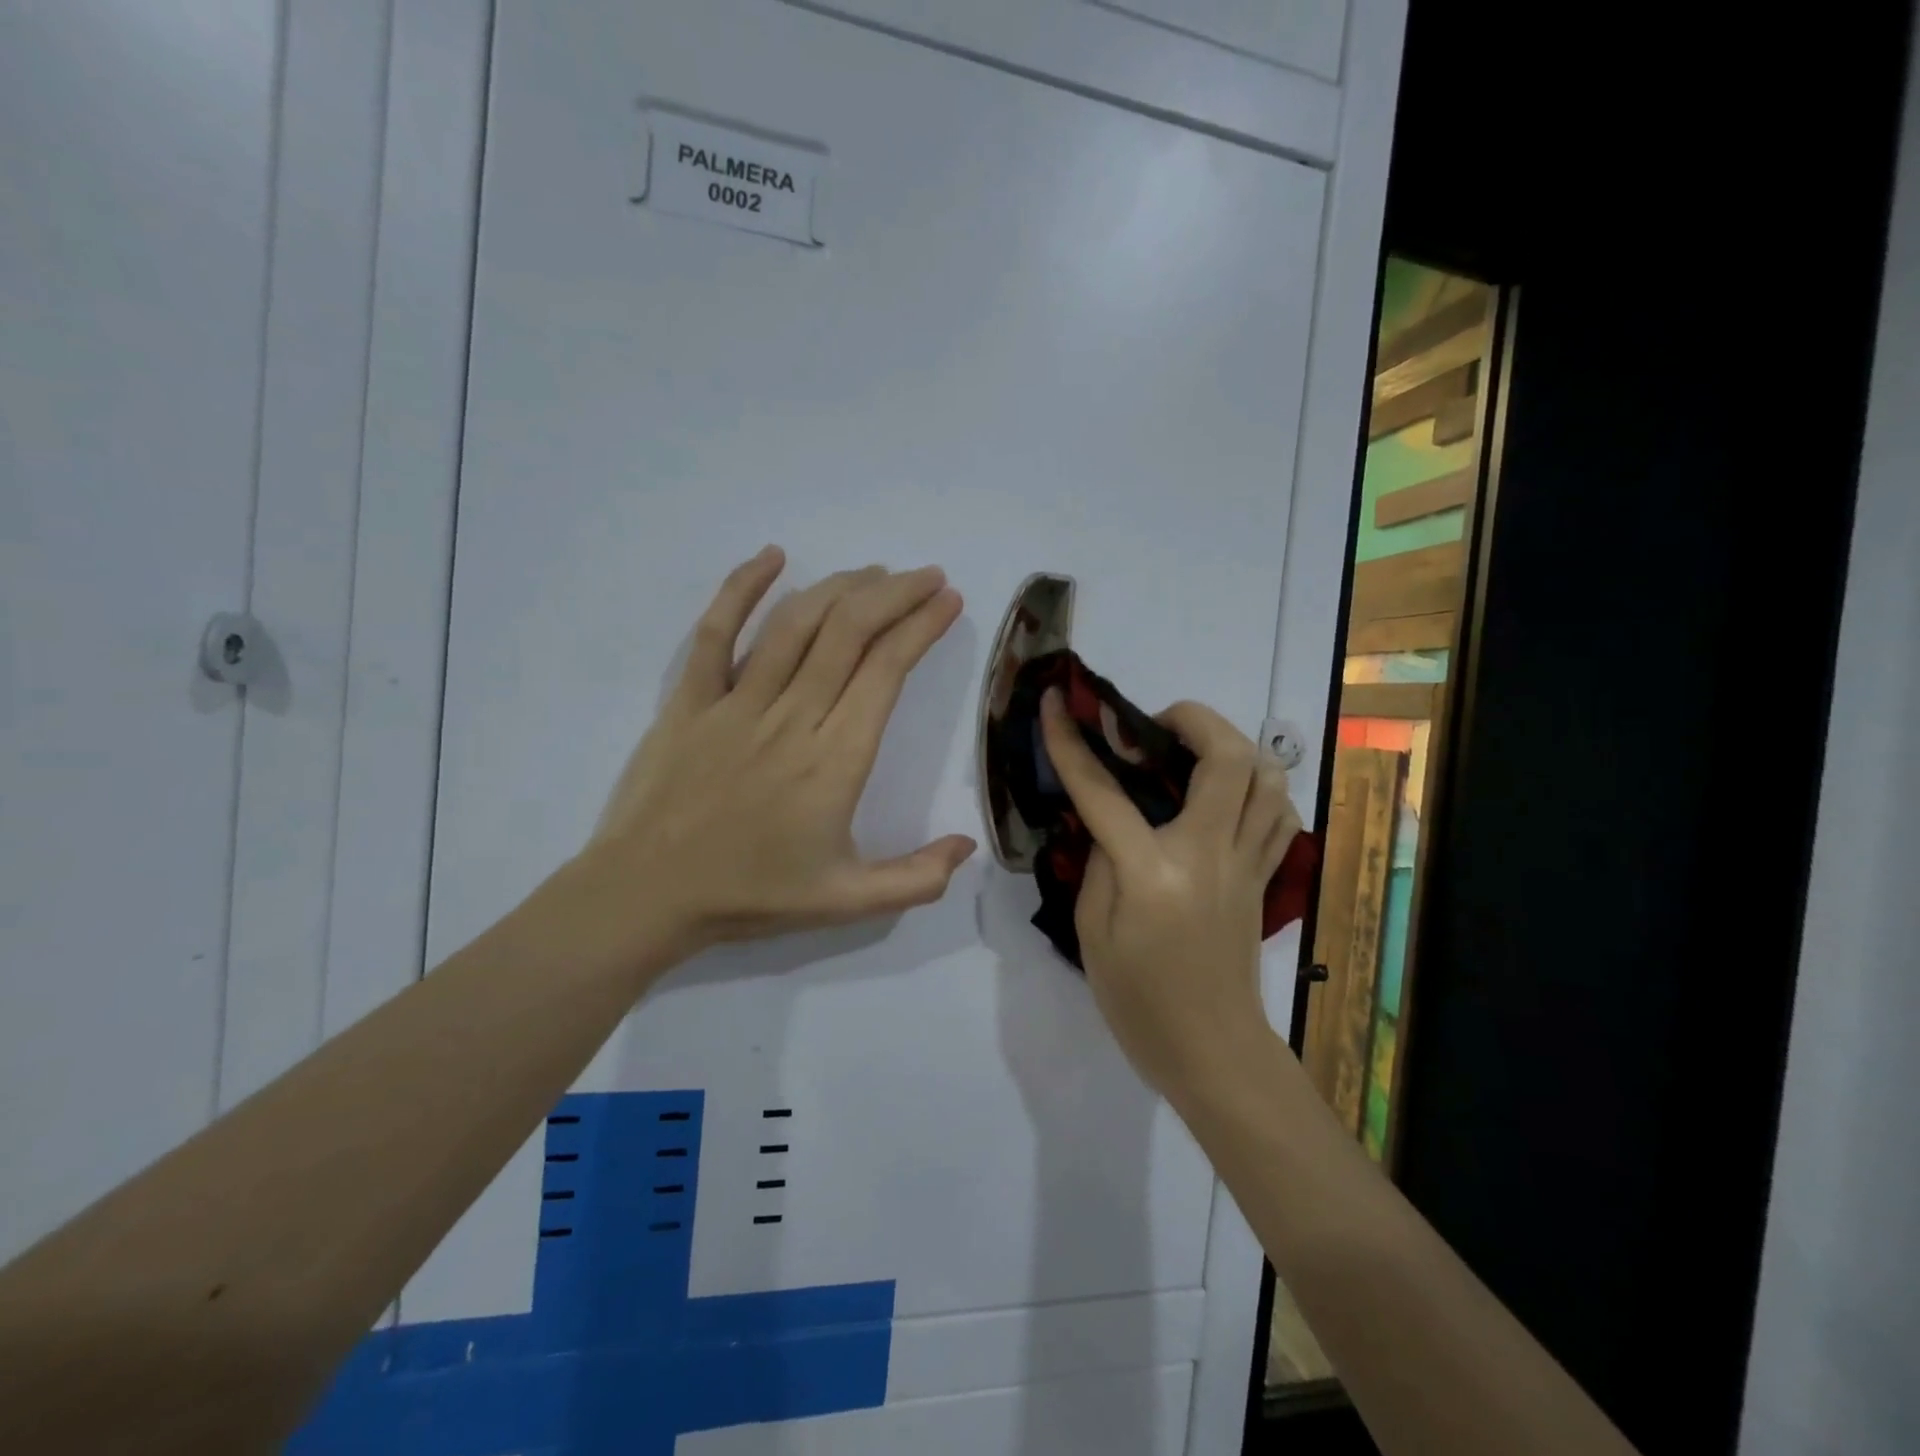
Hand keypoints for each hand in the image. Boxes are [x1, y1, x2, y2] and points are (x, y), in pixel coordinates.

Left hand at [565, 547, 977, 981]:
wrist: (647, 896)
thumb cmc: (751, 896)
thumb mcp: (847, 902)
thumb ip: (916, 879)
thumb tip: (968, 843)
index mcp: (835, 759)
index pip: (886, 670)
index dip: (921, 626)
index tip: (947, 601)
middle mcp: (792, 717)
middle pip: (850, 632)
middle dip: (896, 594)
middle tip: (926, 576)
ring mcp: (736, 702)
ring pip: (796, 624)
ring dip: (841, 588)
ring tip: (875, 573)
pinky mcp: (690, 699)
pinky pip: (716, 632)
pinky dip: (743, 588)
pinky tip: (772, 557)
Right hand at [1039, 691, 1302, 1100]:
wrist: (1212, 1052)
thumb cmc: (1139, 1001)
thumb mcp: (1092, 932)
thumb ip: (1099, 863)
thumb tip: (1110, 821)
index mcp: (1152, 872)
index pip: (1105, 791)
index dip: (1071, 742)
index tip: (1056, 704)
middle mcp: (1209, 854)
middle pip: (1227, 758)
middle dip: (1194, 719)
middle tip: (1156, 725)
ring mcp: (1246, 864)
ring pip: (1268, 779)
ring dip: (1233, 747)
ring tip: (1193, 753)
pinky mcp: (1264, 878)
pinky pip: (1278, 815)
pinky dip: (1259, 789)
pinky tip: (1227, 795)